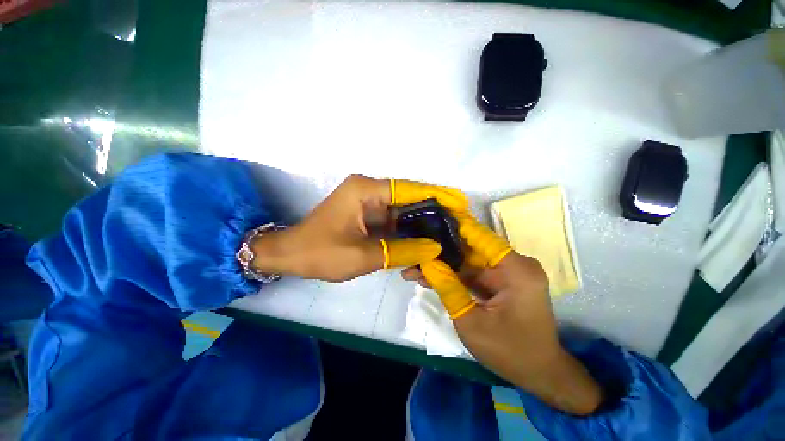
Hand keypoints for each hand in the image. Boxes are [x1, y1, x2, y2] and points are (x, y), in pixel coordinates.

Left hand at [250, 174, 468, 281]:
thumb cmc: (321, 253)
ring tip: (442, 240)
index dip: (437, 195)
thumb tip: (435, 248)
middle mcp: (369, 191)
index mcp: (366, 190)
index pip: (409, 189)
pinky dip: (406, 235)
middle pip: (409, 200)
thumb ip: (402, 251)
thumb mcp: (364, 255)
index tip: (460, 202)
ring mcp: (369, 204)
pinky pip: (393, 223)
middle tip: (456, 225)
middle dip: (432, 214)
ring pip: (403, 214)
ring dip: (420, 228)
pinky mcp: (368, 216)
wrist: (291, 256)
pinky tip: (420, 248)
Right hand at [403, 214, 602, 414]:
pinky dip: (453, 276)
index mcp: (515, 269)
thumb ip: (448, 288)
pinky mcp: (501, 282)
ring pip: (468, 262)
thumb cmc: (510, 352)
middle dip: (440, 253)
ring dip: (443, 266)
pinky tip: (429, 278)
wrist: (538, 374)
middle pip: (470, 250)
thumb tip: (426, 263)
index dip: (454, 225)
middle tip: (414, 251)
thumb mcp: (471, 322)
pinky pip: (473, 274)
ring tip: (414, 269)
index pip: (479, 236)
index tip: (429, 218)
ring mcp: (508, 273)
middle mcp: (514, 264)